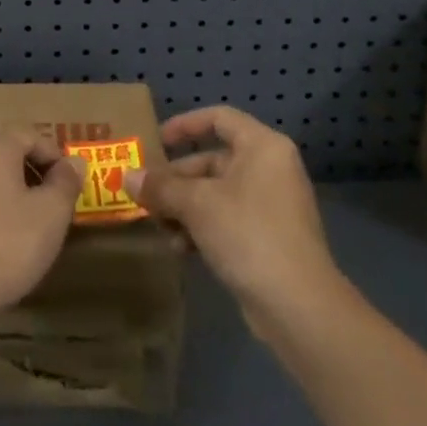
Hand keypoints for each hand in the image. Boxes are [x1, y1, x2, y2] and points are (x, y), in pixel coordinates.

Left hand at [0, 129, 86, 318]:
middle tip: (54, 204)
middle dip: (33, 173)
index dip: (54, 155)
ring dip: (12, 193)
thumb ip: (66, 182)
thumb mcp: (51, 214)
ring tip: (31, 226)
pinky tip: (1, 242)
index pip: (29, 134)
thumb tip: (74, 162)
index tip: (70, 184)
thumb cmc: (7, 244)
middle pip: (6, 153)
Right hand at [129, 107, 348, 336]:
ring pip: (216, 193)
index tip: (156, 142)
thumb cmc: (248, 234)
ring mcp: (272, 206)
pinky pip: (227, 220)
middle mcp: (270, 169)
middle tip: (146, 194)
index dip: (184, 125)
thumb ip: (160, 187)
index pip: (219, 118)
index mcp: (262, 147)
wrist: (299, 308)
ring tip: (159, 227)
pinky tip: (180, 249)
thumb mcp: (196, 205)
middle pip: (213, 160)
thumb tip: (127, 177)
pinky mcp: (269, 239)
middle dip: (176, 179)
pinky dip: (202, 228)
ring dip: (184, 207)